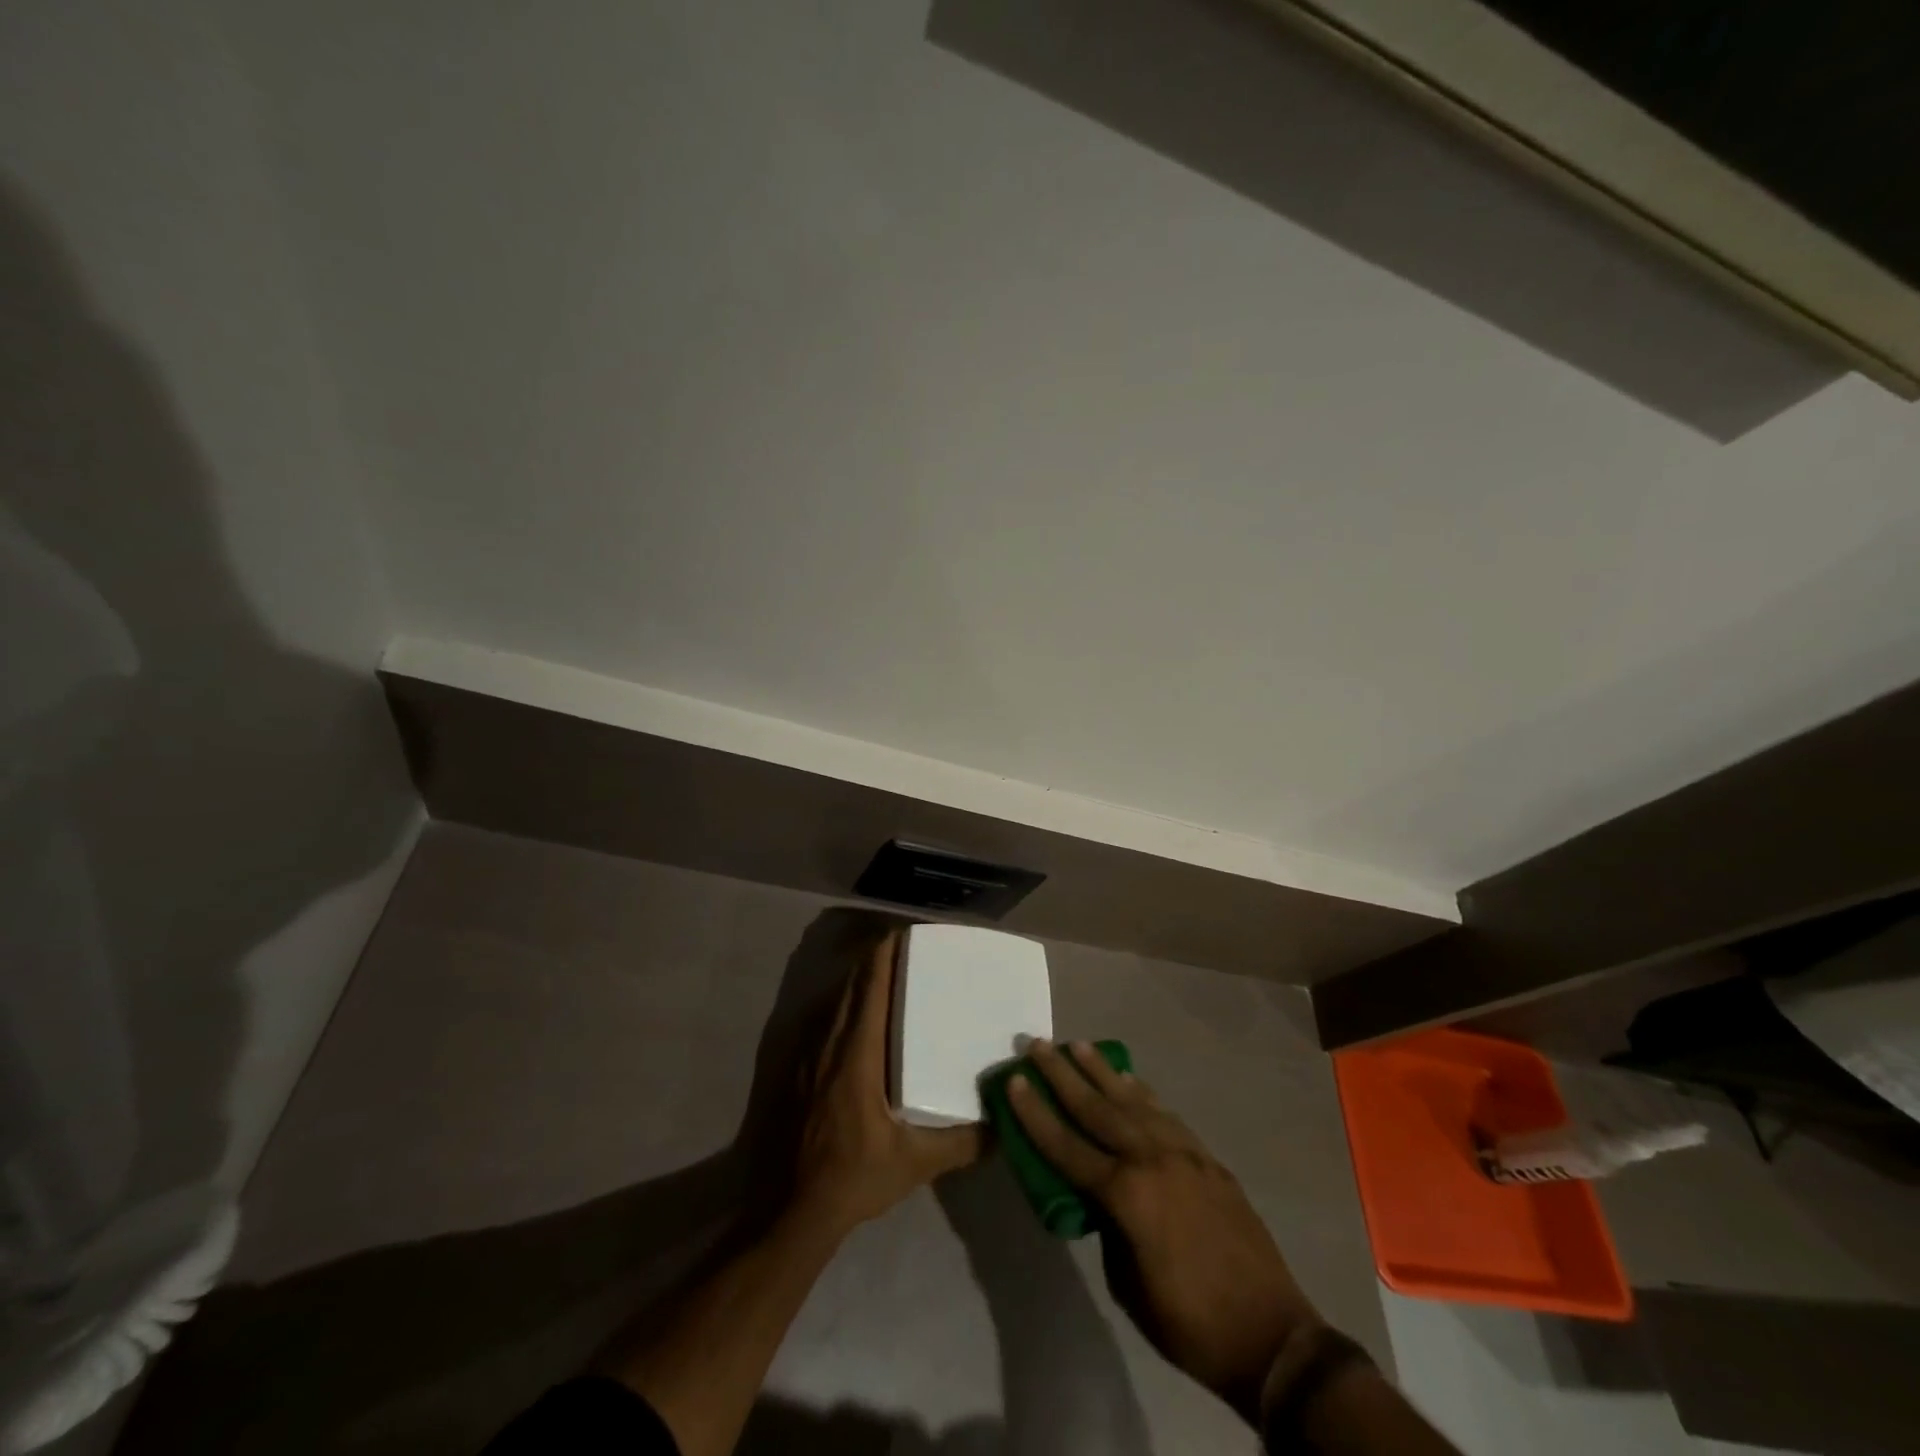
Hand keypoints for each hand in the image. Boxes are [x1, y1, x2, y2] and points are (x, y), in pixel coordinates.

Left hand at [788, 930, 981, 1237]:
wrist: (788, 1209)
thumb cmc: (852, 1177)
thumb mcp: (914, 1164)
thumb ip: (961, 1144)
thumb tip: (1002, 1127)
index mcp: (857, 1053)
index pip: (871, 986)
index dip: (885, 955)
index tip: (905, 935)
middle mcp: (829, 1042)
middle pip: (852, 983)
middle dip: (876, 959)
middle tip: (906, 951)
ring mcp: (807, 1054)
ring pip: (835, 1000)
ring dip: (858, 981)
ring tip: (887, 976)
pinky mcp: (794, 1068)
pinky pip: (822, 1020)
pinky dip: (843, 1005)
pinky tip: (857, 1019)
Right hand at [1009, 1039, 1320, 1422]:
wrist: (1270, 1334)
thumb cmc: (1189, 1322)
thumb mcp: (1128, 1285)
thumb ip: (1108, 1227)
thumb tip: (1099, 1197)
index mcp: (1127, 1195)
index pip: (1067, 1146)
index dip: (1036, 1114)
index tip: (1014, 1080)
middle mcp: (1152, 1159)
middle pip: (1097, 1107)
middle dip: (1062, 1074)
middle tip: (1037, 1044)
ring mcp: (1183, 1153)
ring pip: (1133, 1100)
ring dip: (1101, 1071)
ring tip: (1078, 1045)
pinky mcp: (1207, 1158)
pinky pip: (1165, 1115)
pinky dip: (1142, 1094)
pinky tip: (1129, 1081)